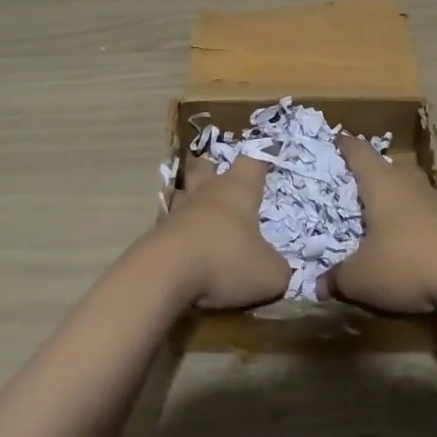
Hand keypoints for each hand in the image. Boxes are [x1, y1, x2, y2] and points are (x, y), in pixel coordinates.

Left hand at [157, 155, 290, 309]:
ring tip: (200, 218)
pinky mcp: (156, 232)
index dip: (259, 163)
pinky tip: (184, 249)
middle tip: (220, 183)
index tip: (264, 164)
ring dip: (190, 201)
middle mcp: (207, 192)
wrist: (165, 273)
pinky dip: (177, 232)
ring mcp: (177, 210)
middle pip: (205, 165)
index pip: (252, 162)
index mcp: (238, 190)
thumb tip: (280, 272)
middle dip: (212, 170)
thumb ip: (279, 269)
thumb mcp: (268, 274)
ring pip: (183, 193)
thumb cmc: (226, 260)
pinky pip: (169, 224)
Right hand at [328, 134, 436, 312]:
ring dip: (392, 196)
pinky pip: (422, 209)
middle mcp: (406, 181)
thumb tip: (317, 285)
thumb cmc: (405, 262)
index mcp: (380, 181)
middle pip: (386, 165)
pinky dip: (409, 218)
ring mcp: (433, 198)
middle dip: (369, 172)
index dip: (343, 145)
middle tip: (350, 186)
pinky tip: (402, 239)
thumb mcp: (361, 277)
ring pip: (406, 186)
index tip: (333, 142)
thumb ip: (336, 279)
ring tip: (375, 214)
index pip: (358, 150)